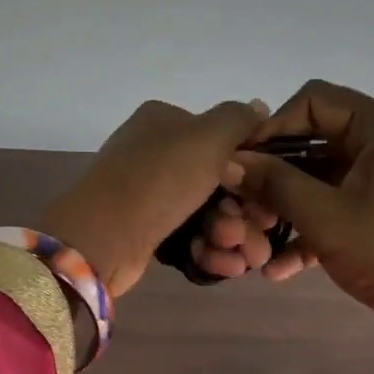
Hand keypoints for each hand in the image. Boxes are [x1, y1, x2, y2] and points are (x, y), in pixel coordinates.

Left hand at [40, 98, 268, 298]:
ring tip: (243, 257)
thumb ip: (238, 119)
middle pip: (218, 181)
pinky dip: (210, 251)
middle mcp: (156, 154)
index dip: (252, 167)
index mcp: (164, 122)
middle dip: (244, 211)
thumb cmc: (159, 179)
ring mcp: (149, 195)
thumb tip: (258, 107)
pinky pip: (189, 239)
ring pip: (207, 213)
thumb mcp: (207, 136)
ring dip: (231, 235)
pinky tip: (226, 265)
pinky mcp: (147, 231)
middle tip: (259, 231)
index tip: (271, 193)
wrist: (103, 237)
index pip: (221, 139)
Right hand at [225, 80, 373, 358]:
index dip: (273, 126)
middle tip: (240, 205)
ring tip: (254, 239)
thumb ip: (274, 183)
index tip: (241, 161)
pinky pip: (332, 208)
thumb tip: (228, 163)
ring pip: (317, 179)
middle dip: (273, 175)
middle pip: (312, 141)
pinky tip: (278, 268)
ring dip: (284, 207)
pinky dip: (306, 232)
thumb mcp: (325, 216)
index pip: (314, 100)